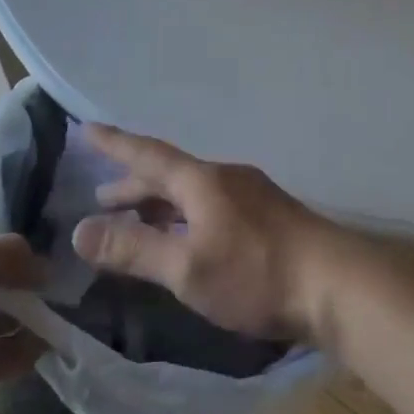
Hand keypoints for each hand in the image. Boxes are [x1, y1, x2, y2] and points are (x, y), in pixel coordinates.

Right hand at [69, 125, 349, 341]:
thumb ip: (134, 249)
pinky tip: (188, 239)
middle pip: (170, 174)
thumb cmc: (255, 274)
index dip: (115, 144)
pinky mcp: (267, 218)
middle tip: (103, 198)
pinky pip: (211, 206)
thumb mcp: (187, 268)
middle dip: (135, 186)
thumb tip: (79, 229)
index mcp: (203, 180)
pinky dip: (186, 217)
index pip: (148, 155)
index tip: (86, 129)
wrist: (334, 284)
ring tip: (138, 220)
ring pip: (193, 192)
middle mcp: (226, 178)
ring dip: (161, 203)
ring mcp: (251, 196)